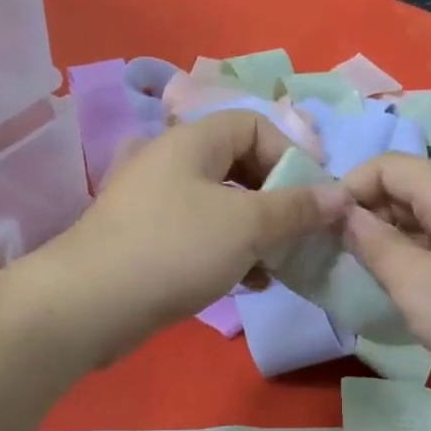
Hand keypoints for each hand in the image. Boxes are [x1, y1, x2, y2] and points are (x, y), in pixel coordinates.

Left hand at [40, 109, 347, 362]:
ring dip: (257, 233)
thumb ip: (297, 208)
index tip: (312, 198)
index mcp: (192, 142)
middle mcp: (172, 163)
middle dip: (277, 201)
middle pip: (240, 167)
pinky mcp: (148, 241)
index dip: (290, 156)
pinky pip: (202, 236)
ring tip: (278, 265)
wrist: (89, 305)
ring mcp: (156, 204)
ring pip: (223, 207)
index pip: (254, 125)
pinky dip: (229, 253)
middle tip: (300, 234)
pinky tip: (249, 284)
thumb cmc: (174, 249)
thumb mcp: (247, 225)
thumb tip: (340, 195)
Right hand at [341, 154, 430, 390]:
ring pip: (424, 219)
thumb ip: (374, 244)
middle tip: (337, 254)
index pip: (386, 165)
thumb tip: (343, 214)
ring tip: (364, 274)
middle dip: (366, 215)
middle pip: (405, 189)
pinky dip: (416, 257)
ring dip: (390, 239)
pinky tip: (406, 288)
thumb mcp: (415, 283)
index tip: (322, 225)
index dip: (348, 188)